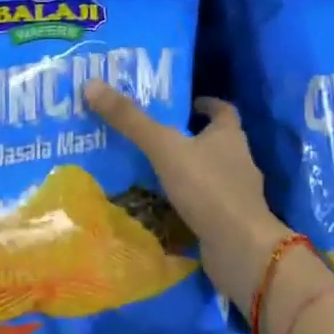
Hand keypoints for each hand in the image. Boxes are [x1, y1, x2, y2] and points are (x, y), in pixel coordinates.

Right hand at [83, 81, 289, 313]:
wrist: (241, 249)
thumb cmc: (207, 188)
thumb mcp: (164, 148)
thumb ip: (131, 120)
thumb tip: (92, 84)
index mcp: (229, 135)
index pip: (223, 110)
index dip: (205, 104)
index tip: (185, 104)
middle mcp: (239, 160)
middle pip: (216, 141)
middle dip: (190, 138)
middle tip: (155, 136)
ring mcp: (238, 194)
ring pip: (211, 174)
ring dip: (188, 171)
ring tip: (153, 172)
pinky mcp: (231, 222)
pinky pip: (207, 204)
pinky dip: (190, 202)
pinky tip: (166, 208)